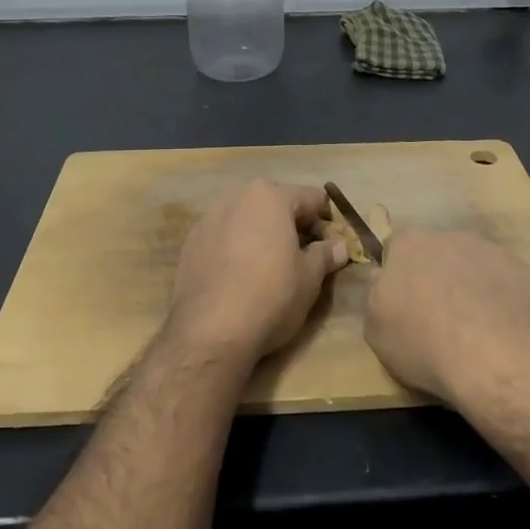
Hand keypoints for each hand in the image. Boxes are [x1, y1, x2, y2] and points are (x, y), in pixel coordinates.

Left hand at [167, 180, 348, 365]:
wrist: (210, 332)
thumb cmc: (271, 296)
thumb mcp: (310, 278)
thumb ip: (326, 254)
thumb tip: (339, 246)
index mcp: (270, 196)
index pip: (312, 198)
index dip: (327, 222)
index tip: (330, 249)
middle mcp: (237, 197)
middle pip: (276, 204)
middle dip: (292, 226)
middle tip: (302, 258)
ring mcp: (208, 219)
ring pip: (247, 219)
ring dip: (263, 235)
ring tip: (269, 269)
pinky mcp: (190, 243)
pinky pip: (224, 237)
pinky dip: (237, 248)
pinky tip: (240, 278)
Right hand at [365, 231, 529, 408]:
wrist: (498, 355)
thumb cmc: (424, 342)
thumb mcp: (376, 329)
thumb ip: (377, 296)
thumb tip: (384, 280)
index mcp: (408, 245)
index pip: (396, 248)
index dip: (399, 275)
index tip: (404, 303)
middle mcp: (450, 237)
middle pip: (439, 254)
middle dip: (438, 279)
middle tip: (439, 320)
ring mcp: (494, 253)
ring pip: (477, 268)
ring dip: (474, 291)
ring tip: (477, 333)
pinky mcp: (528, 274)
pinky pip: (510, 288)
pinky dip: (506, 306)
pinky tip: (507, 337)